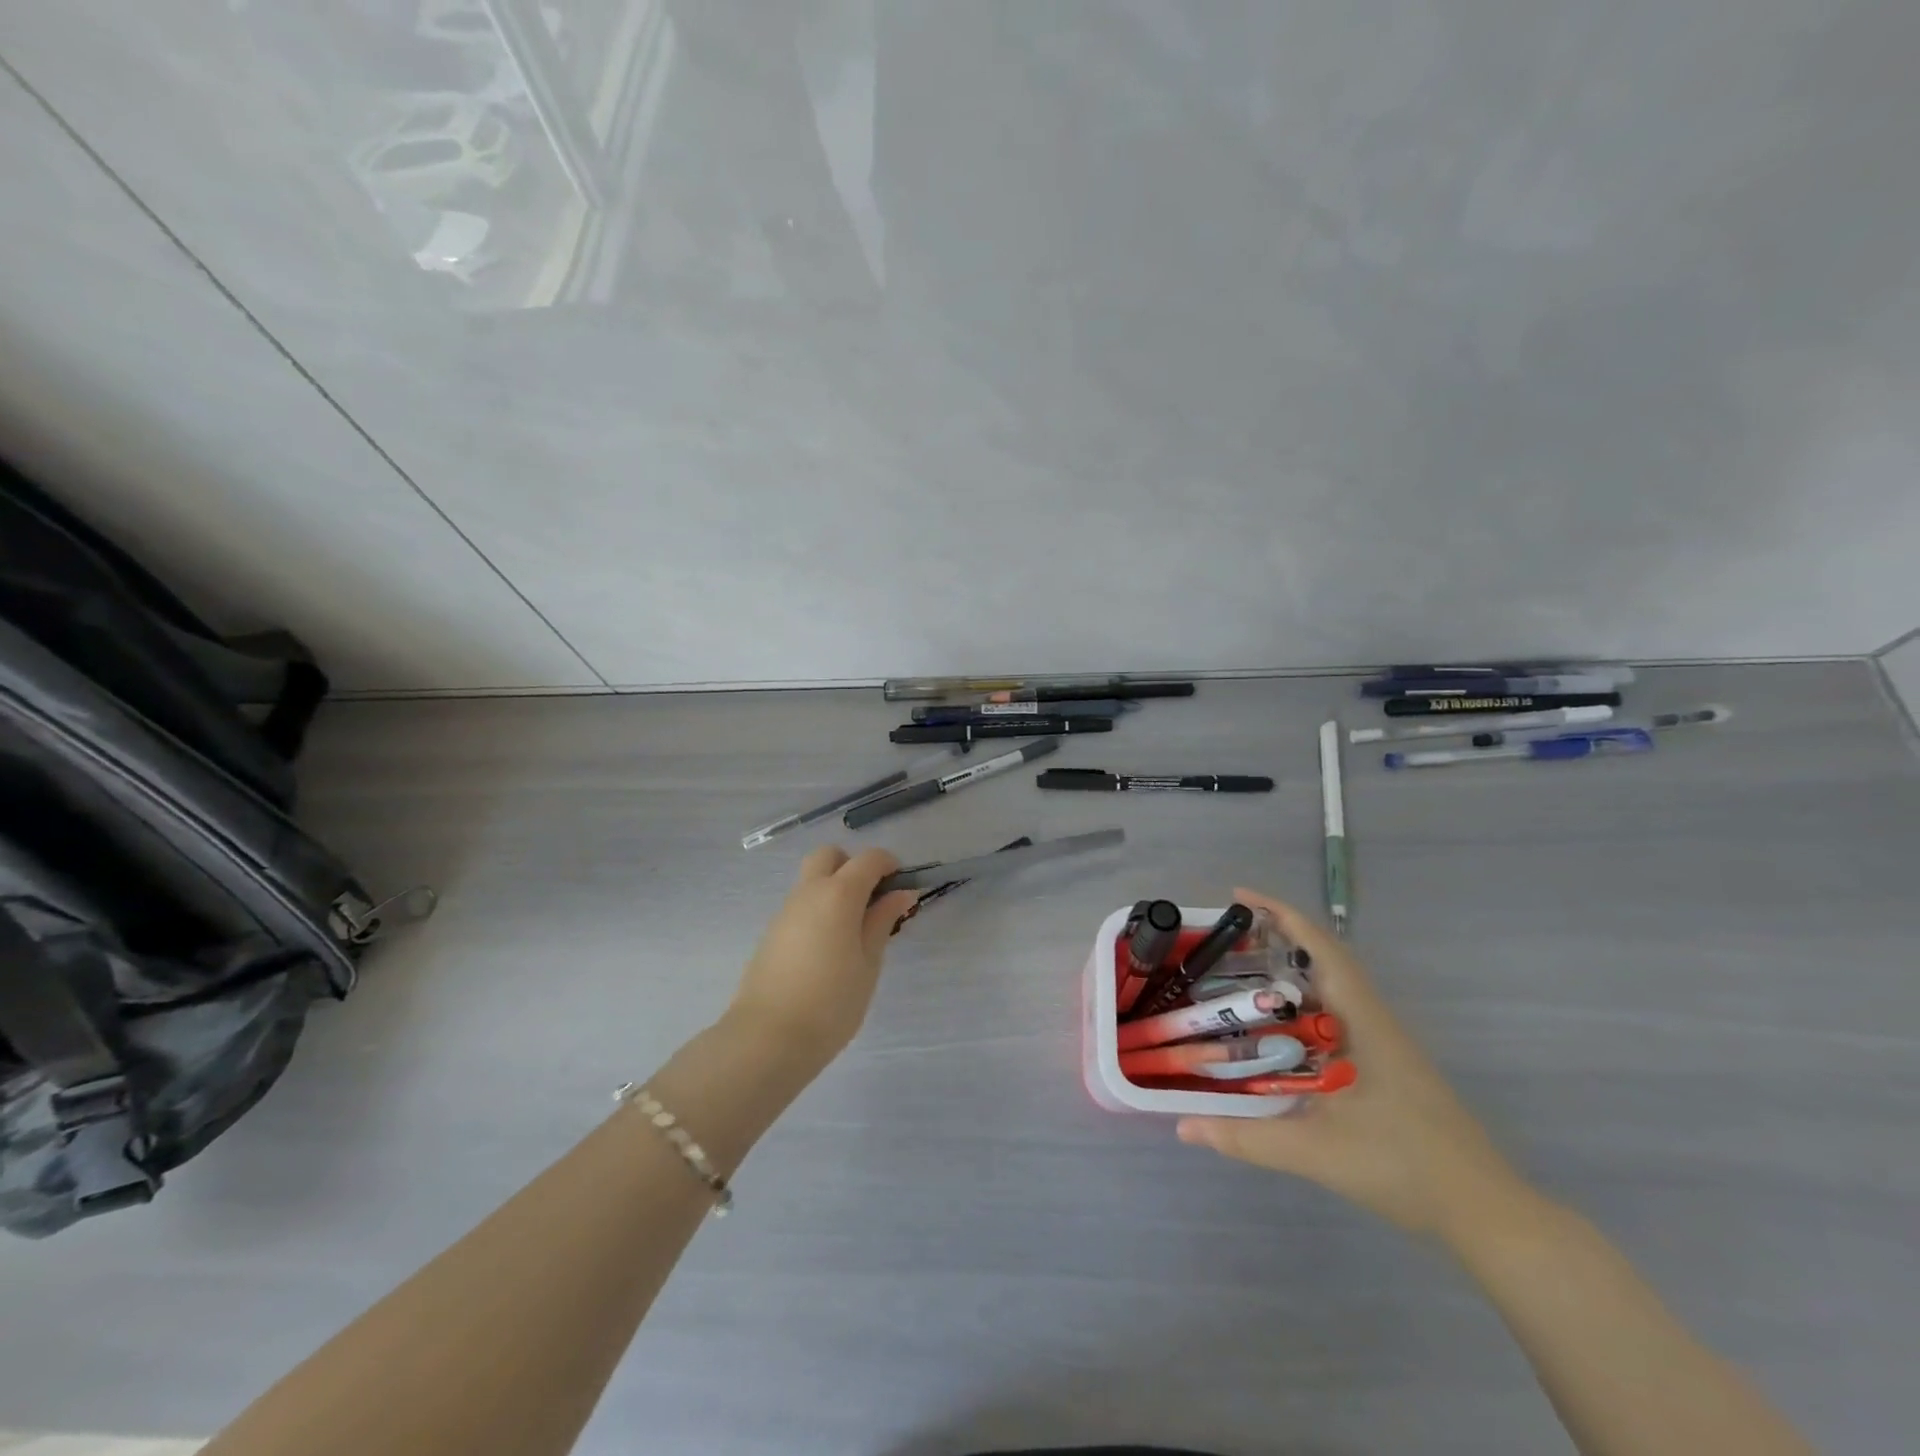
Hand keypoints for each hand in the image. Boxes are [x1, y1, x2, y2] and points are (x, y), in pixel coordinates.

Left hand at [727, 846, 919, 1067]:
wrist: (767, 1038)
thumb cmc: (831, 1002)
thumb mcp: (868, 962)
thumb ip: (882, 921)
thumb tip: (902, 893)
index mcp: (838, 894)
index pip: (869, 859)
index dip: (890, 866)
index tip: (902, 889)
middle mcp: (809, 891)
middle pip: (830, 856)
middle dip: (854, 866)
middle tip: (871, 901)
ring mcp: (786, 910)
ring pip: (812, 879)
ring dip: (835, 888)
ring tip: (853, 931)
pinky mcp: (772, 931)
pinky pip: (801, 904)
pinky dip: (819, 909)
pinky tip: (828, 948)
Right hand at [1176, 888, 1531, 1240]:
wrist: (1486, 1214)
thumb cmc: (1404, 1167)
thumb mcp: (1316, 1151)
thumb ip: (1246, 1137)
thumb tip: (1184, 1125)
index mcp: (1363, 1022)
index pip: (1321, 949)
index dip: (1282, 915)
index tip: (1240, 897)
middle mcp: (1375, 1022)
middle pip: (1324, 961)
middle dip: (1278, 940)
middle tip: (1227, 941)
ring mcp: (1384, 1045)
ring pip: (1331, 992)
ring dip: (1290, 976)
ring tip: (1241, 979)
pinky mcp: (1387, 1068)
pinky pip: (1336, 1020)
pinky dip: (1302, 1010)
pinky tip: (1278, 1035)